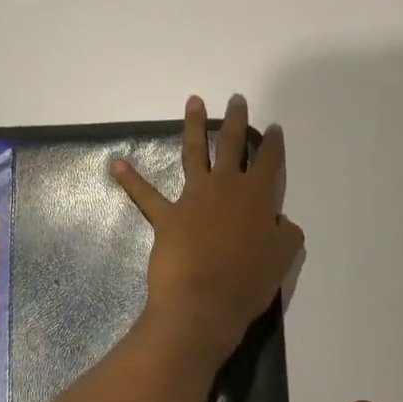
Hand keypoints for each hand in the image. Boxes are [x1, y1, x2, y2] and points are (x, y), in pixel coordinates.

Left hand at [112, 94, 304, 365]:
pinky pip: (146, 195)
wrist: (203, 302)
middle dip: (237, 120)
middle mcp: (226, 187)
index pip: (270, 161)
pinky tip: (117, 164)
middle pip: (233, 144)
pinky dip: (131, 180)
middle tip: (236, 99)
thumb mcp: (283, 257)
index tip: (274, 128)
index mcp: (257, 196)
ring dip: (194, 126)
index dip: (274, 144)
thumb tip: (279, 221)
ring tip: (194, 102)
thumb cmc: (249, 282)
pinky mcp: (167, 216)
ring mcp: (193, 197)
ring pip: (194, 154)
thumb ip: (285, 233)